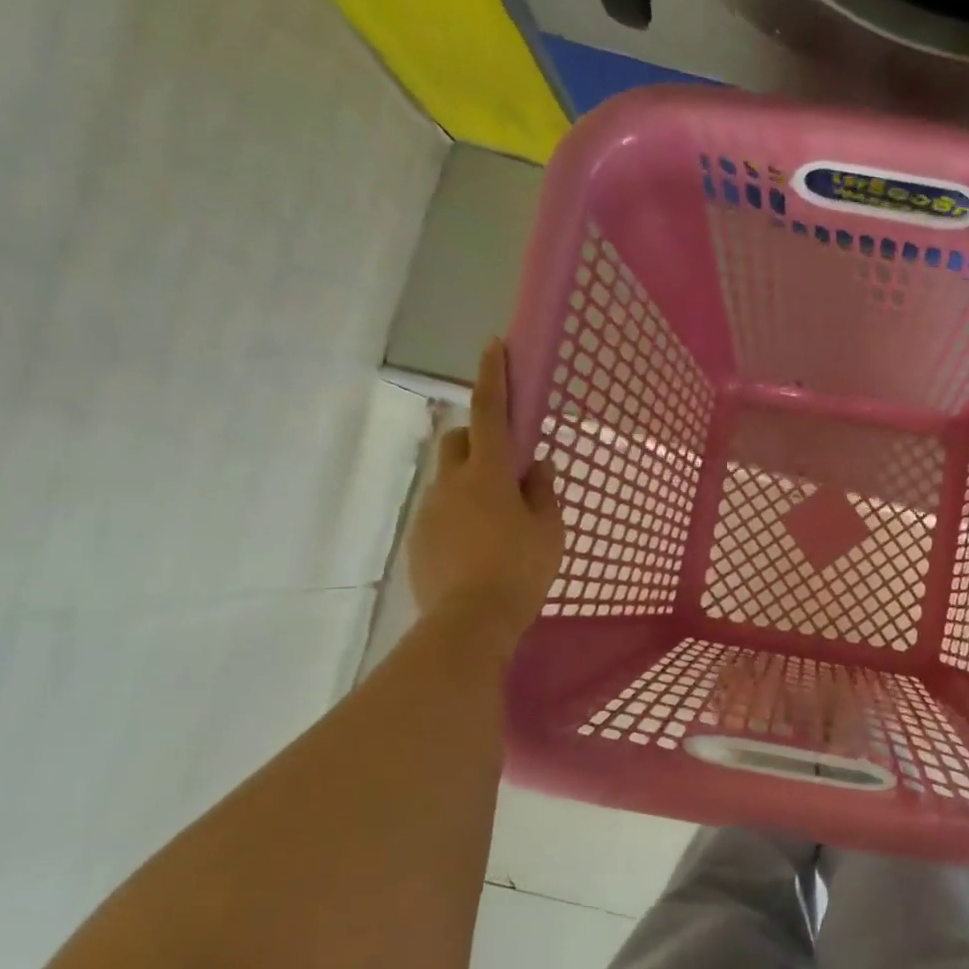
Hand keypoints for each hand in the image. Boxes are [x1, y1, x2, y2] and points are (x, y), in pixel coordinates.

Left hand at [408, 339, 563, 638]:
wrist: (469, 623)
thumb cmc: (520, 571)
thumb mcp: (549, 531)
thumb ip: (544, 493)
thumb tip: (539, 467)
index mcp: (489, 475)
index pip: (490, 413)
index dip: (493, 377)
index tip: (493, 345)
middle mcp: (452, 484)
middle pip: (458, 440)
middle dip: (479, 436)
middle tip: (507, 463)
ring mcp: (430, 511)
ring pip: (450, 479)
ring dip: (473, 483)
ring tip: (498, 521)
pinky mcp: (419, 539)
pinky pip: (442, 512)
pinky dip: (461, 515)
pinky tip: (480, 548)